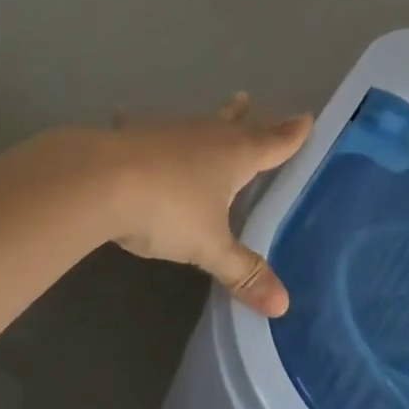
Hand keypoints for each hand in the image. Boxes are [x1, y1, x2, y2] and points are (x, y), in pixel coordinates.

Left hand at [106, 94, 312, 316]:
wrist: (101, 181)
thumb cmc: (168, 209)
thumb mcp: (209, 247)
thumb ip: (243, 272)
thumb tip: (283, 306)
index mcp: (236, 156)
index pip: (274, 142)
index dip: (292, 134)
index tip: (307, 119)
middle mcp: (208, 135)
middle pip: (238, 125)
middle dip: (252, 119)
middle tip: (254, 103)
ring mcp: (170, 131)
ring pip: (200, 122)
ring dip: (213, 117)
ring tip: (225, 107)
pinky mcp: (135, 133)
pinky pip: (147, 125)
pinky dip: (145, 123)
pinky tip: (128, 114)